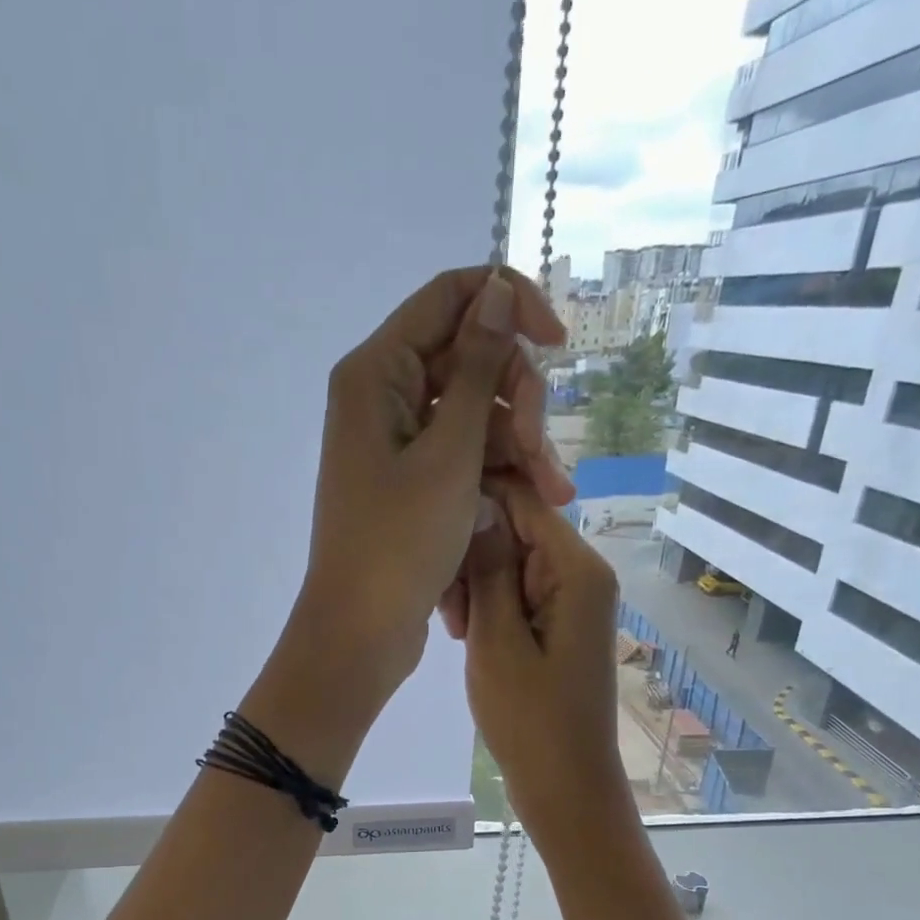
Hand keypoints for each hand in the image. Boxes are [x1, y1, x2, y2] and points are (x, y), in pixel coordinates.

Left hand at [291, 267, 569, 707]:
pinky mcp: (409, 483)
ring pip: (473, 416)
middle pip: (468, 362)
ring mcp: (395, 444)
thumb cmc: (399, 543)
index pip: (450, 297)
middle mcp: (383, 397)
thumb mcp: (450, 453)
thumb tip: (495, 288)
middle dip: (517, 403)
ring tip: (553, 497)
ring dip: (517, 448)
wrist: (360, 631)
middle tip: (541, 458)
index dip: (509, 306)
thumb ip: (476, 368)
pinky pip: (461, 456)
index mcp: (377, 373)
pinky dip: (495, 474)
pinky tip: (533, 503)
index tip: (558, 345)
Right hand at [461, 482, 632, 848]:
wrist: (565, 785)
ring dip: (477, 586)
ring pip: (512, 563)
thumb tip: (478, 503)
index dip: (475, 502)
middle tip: (445, 608)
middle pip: (517, 530)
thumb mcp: (496, 640)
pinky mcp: (560, 624)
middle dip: (473, 557)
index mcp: (576, 569)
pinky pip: (518, 594)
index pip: (523, 500)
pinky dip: (489, 608)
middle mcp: (582, 573)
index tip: (429, 529)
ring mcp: (572, 600)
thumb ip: (489, 568)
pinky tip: (467, 636)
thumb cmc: (529, 718)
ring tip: (455, 631)